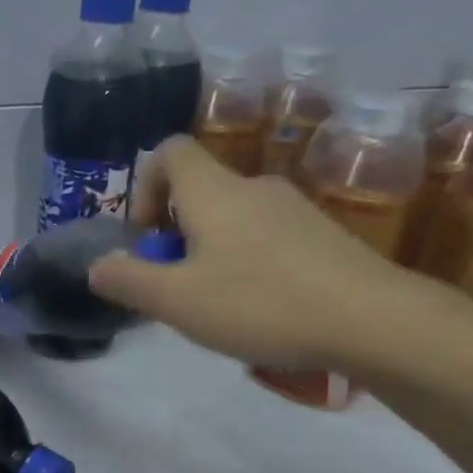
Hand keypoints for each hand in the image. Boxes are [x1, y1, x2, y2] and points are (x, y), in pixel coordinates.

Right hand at [88, 136, 426, 369]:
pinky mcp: (326, 237)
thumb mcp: (177, 301)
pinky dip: (250, 263)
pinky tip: (263, 310)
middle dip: (177, 233)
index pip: (169, 152)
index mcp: (214, 192)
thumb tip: (96, 266)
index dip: (145, 186)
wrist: (376, 320)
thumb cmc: (261, 303)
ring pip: (235, 218)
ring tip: (219, 305)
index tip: (147, 237)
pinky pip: (269, 238)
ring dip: (212, 251)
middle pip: (201, 191)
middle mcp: (254, 188)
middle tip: (177, 284)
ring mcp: (296, 210)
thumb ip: (128, 280)